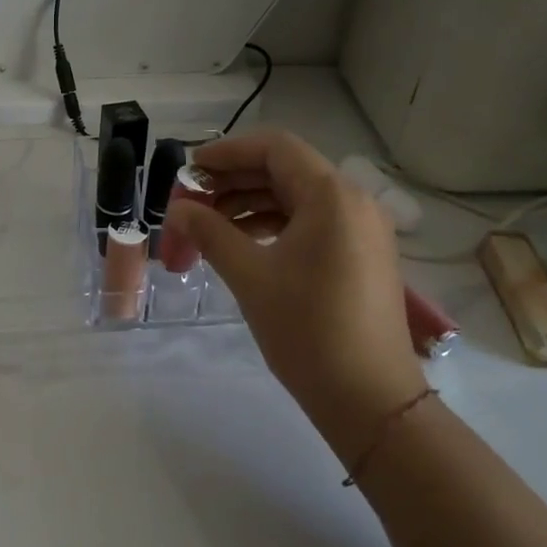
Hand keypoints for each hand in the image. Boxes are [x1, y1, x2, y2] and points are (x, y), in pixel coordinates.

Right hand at [164, 130, 426, 461]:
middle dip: (234, 181)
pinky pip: (312, 222)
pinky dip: (274, 224)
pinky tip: (243, 243)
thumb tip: (176, 209)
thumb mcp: (250, 275)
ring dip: (250, 204)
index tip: (189, 170)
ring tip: (208, 225)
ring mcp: (362, 229)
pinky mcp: (362, 255)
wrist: (370, 398)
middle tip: (191, 201)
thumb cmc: (307, 329)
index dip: (227, 152)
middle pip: (285, 170)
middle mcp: (353, 201)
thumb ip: (209, 232)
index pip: (274, 148)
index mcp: (331, 195)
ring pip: (297, 197)